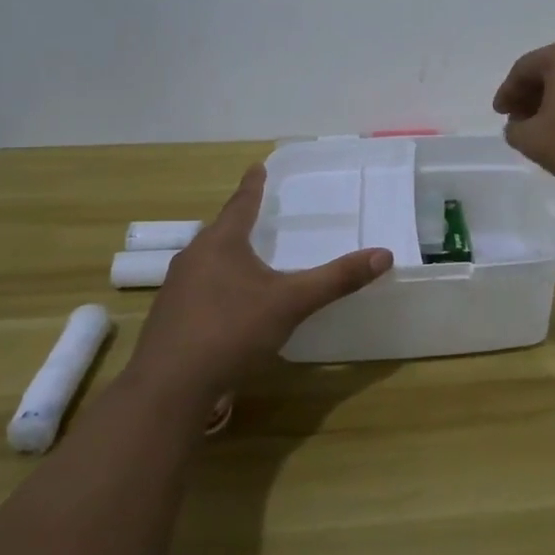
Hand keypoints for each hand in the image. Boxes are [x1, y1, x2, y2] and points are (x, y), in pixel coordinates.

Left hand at [128, 165, 391, 401]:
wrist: (169, 387)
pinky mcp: (169, 319)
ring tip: (246, 257)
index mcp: (221, 243)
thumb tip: (384, 254)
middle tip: (256, 214)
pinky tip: (229, 305)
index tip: (257, 166)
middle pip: (220, 231)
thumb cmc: (231, 330)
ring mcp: (176, 289)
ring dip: (227, 256)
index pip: (241, 204)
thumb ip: (336, 279)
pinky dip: (217, 286)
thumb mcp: (292, 302)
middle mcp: (193, 258)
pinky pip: (199, 289)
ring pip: (207, 261)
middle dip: (239, 222)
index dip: (253, 186)